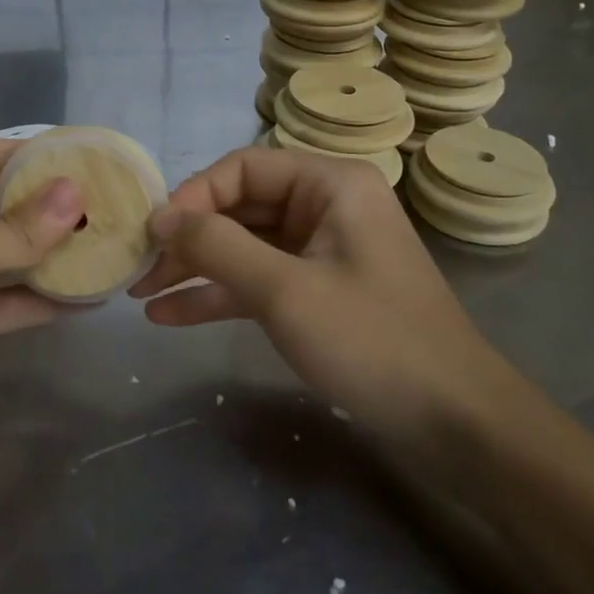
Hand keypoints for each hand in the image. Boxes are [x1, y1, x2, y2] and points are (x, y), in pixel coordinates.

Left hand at [0, 137, 83, 496]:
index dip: (28, 153)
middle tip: (105, 200)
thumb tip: (75, 195)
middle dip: (45, 204)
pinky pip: (3, 300)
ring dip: (48, 252)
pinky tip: (88, 297)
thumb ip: (15, 229)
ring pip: (2, 254)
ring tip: (106, 242)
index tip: (83, 155)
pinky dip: (39, 299)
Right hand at [129, 147, 504, 439]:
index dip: (193, 197)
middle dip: (189, 239)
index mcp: (330, 184)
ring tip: (141, 295)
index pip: (243, 168)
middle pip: (240, 207)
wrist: (455, 425)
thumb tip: (160, 217)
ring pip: (245, 247)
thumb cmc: (372, 341)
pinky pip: (259, 281)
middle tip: (138, 268)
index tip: (153, 234)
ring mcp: (322, 251)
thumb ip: (217, 247)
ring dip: (196, 270)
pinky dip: (219, 295)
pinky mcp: (319, 292)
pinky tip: (171, 316)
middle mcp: (326, 207)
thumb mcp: (285, 290)